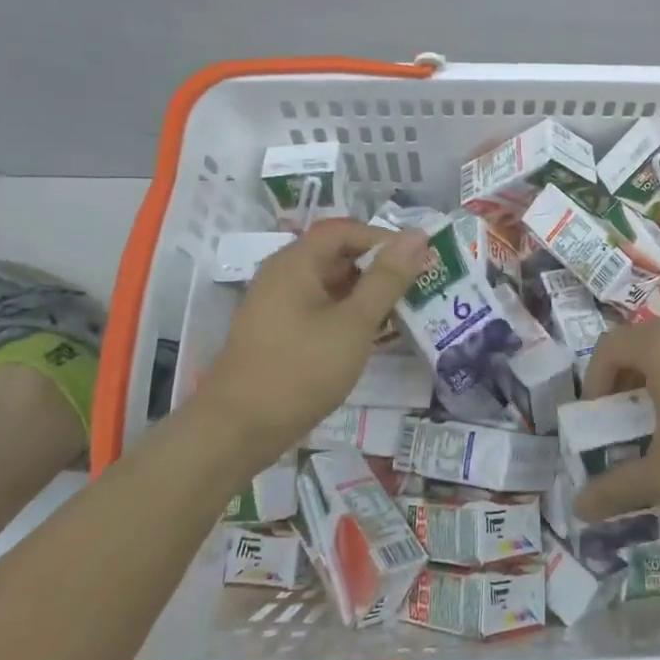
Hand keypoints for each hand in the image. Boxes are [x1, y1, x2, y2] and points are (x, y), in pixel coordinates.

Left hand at [198, 219, 428, 460]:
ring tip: (403, 312)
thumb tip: (416, 236)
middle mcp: (283, 275)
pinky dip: (348, 315)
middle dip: (379, 268)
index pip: (347, 231)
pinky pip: (320, 309)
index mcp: (296, 262)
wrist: (239, 429)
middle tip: (417, 288)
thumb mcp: (354, 323)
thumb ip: (387, 279)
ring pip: (331, 285)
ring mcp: (278, 305)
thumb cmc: (301, 369)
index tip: (419, 263)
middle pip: (338, 255)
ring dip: (366, 294)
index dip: (385, 240)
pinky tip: (372, 336)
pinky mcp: (279, 332)